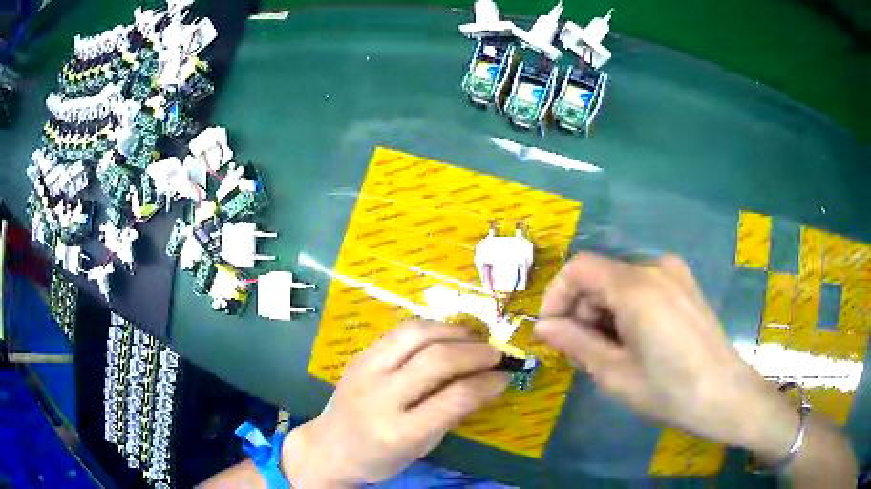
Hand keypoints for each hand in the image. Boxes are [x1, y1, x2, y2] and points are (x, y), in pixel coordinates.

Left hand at [283, 321, 509, 486]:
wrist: (329, 447)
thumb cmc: (380, 457)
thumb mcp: (422, 447)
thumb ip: (452, 414)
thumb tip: (487, 382)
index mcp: (399, 432)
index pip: (453, 398)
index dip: (487, 383)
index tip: (506, 376)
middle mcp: (380, 396)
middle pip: (436, 360)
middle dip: (475, 352)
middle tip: (496, 354)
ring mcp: (365, 370)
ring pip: (416, 334)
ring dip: (453, 331)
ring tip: (475, 338)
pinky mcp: (359, 355)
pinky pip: (400, 331)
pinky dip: (431, 328)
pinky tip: (446, 335)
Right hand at [534, 253, 796, 454]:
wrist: (725, 394)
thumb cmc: (669, 391)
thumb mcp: (615, 373)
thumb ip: (575, 343)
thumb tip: (543, 327)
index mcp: (637, 286)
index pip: (579, 268)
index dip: (557, 296)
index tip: (552, 332)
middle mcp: (656, 267)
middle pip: (601, 276)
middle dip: (582, 311)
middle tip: (582, 353)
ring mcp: (675, 274)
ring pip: (621, 283)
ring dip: (604, 313)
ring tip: (610, 354)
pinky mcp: (685, 285)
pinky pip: (643, 288)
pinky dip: (626, 310)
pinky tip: (635, 343)